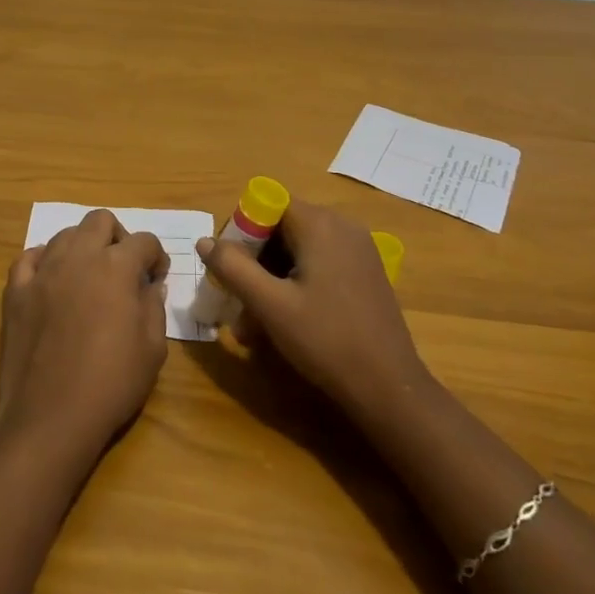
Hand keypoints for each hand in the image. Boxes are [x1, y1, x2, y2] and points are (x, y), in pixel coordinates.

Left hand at [0, 210, 168, 465]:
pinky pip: (28, 258)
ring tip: (88, 277)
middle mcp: (78, 258)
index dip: (156, 256)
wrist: (49, 418)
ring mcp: (42, 272)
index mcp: (116, 267)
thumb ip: (154, 307)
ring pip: (65, 234)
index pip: (144, 241)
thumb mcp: (152, 350)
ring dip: (82, 247)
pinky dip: (44, 261)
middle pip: (100, 220)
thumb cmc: (111, 384)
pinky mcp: (15, 292)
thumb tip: (150, 285)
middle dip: (118, 237)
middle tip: (123, 269)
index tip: (156, 277)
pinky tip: (51, 281)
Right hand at [195, 199, 426, 422]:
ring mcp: (358, 250)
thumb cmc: (326, 340)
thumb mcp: (270, 305)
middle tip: (236, 304)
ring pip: (298, 252)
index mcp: (319, 224)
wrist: (390, 388)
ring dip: (270, 281)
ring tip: (253, 327)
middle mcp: (342, 227)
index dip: (240, 233)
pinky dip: (295, 286)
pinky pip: (319, 266)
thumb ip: (232, 268)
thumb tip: (205, 241)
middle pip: (281, 229)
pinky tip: (284, 323)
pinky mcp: (365, 274)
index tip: (228, 269)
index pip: (265, 205)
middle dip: (253, 264)